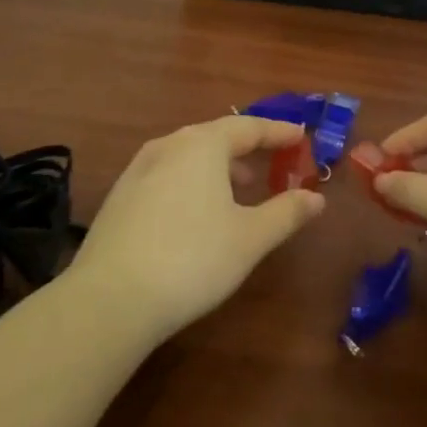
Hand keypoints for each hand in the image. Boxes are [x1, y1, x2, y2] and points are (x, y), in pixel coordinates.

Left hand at [69, 115, 325, 339]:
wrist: (110, 299)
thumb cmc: (192, 259)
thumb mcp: (250, 238)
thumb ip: (286, 213)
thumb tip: (316, 198)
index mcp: (203, 145)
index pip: (248, 127)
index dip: (278, 132)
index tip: (300, 136)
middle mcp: (168, 146)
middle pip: (215, 136)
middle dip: (246, 148)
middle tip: (270, 162)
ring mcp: (138, 170)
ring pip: (188, 156)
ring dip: (217, 166)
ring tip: (237, 189)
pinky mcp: (119, 197)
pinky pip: (166, 175)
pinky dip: (191, 182)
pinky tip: (195, 212)